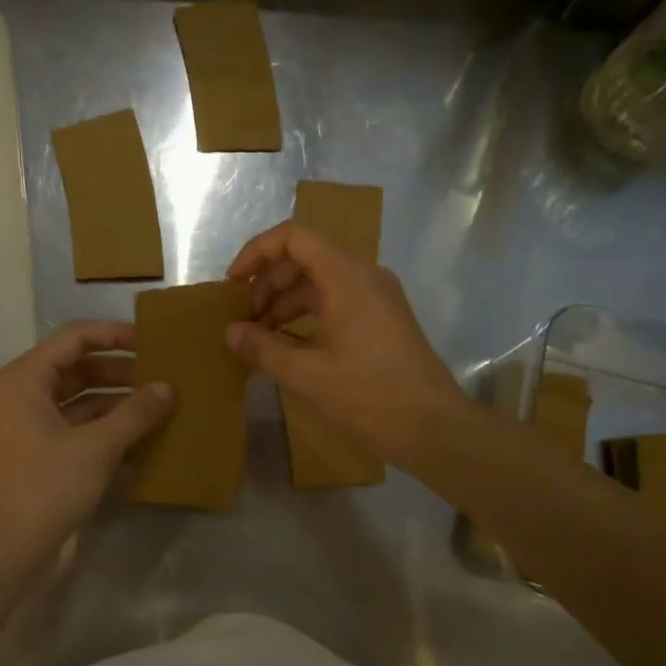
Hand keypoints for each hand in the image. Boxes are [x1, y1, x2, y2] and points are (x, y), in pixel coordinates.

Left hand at [0, 321, 173, 553]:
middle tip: (164, 376)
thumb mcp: (97, 446)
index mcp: (28, 378)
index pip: (76, 338)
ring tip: (162, 406)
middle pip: (80, 368)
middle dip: (122, 371)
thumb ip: (136, 413)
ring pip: (84, 401)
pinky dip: (110, 430)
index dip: (114, 335)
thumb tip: (168, 388)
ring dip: (119, 403)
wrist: (6, 550)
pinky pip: (82, 430)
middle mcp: (28, 395)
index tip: (152, 342)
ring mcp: (35, 427)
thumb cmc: (46, 486)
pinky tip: (145, 439)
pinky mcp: (45, 456)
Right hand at [225, 222, 468, 463]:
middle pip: (306, 257)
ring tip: (260, 338)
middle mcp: (364, 276)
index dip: (257, 252)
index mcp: (346, 276)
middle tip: (244, 320)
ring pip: (321, 282)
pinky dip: (308, 316)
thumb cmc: (369, 396)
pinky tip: (290, 347)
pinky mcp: (383, 320)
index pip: (294, 237)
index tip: (233, 285)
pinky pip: (337, 301)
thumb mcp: (306, 375)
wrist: (435, 428)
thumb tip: (231, 332)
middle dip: (268, 283)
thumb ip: (263, 349)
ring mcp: (378, 297)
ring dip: (286, 302)